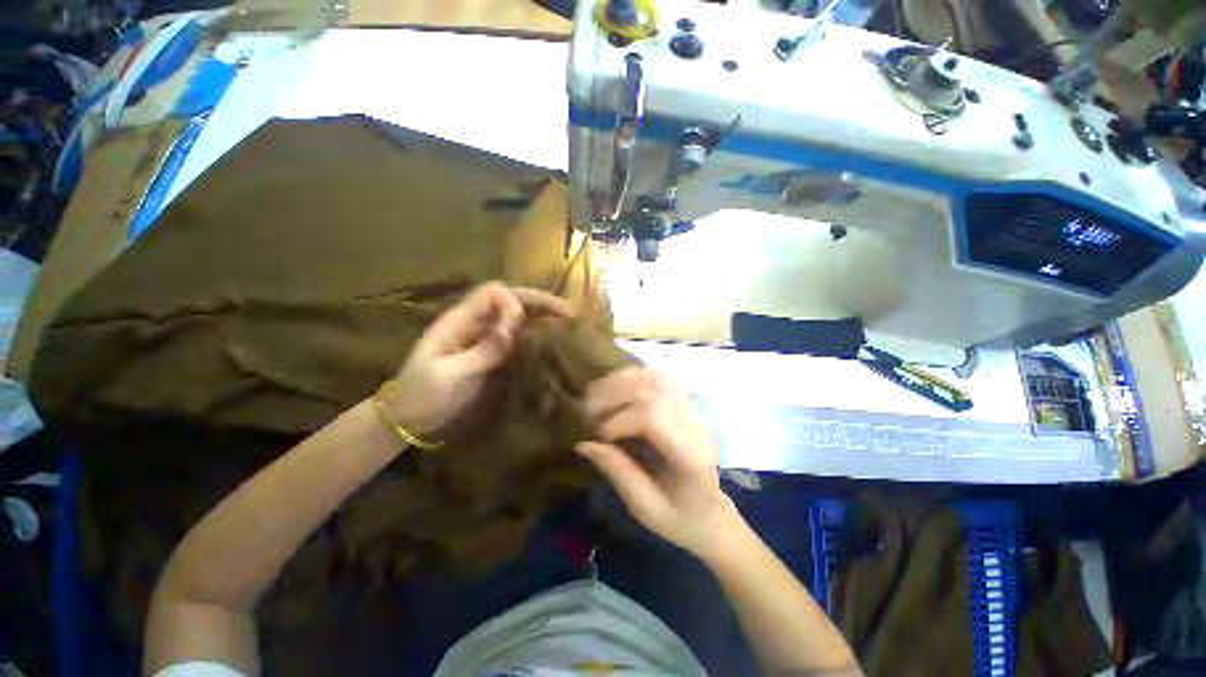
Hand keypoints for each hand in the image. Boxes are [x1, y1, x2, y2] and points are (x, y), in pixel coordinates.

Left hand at [386, 282, 573, 436]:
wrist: (409, 420)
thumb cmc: (423, 395)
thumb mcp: (451, 373)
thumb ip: (485, 348)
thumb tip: (515, 322)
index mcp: (459, 320)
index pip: (492, 293)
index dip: (513, 300)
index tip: (527, 319)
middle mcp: (475, 324)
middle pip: (510, 301)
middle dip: (540, 303)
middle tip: (569, 313)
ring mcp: (484, 340)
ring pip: (517, 319)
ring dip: (542, 318)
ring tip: (568, 325)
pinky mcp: (490, 356)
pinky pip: (517, 340)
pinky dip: (536, 337)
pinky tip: (551, 344)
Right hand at [578, 368, 740, 559]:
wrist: (710, 513)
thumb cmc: (679, 519)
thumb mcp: (644, 508)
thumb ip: (617, 471)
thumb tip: (583, 443)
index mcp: (691, 457)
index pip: (653, 417)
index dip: (619, 421)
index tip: (600, 437)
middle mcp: (695, 426)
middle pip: (654, 390)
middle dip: (614, 395)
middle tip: (589, 411)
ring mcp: (693, 411)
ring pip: (657, 378)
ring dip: (621, 381)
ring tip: (596, 395)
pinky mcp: (686, 404)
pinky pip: (659, 378)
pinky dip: (633, 377)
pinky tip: (615, 388)